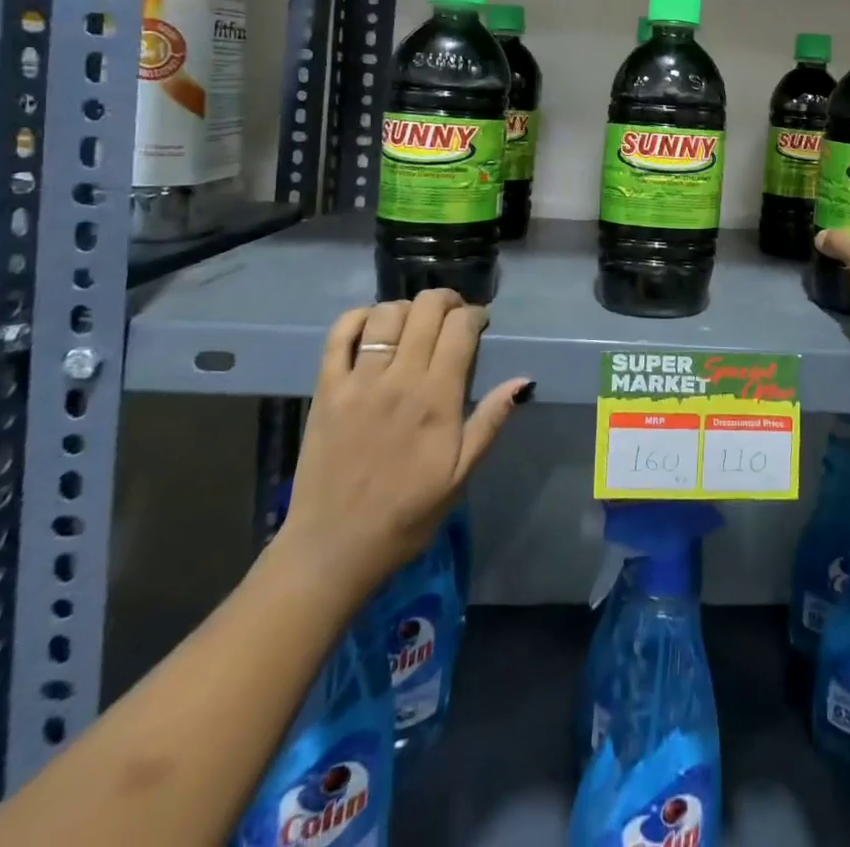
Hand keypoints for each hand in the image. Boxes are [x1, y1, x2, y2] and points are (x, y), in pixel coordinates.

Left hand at [270, 291, 533, 613]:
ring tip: (415, 324)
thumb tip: (524, 380)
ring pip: (386, 314)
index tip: (480, 324)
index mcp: (437, 398)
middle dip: (447, 301)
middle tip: (454, 316)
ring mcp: (358, 381)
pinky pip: (337, 336)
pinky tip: (372, 324)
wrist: (334, 549)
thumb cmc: (407, 514)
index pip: (460, 328)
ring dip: (407, 308)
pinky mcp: (325, 390)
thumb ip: (490, 421)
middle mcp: (398, 379)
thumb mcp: (461, 474)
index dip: (475, 315)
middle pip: (425, 310)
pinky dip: (357, 318)